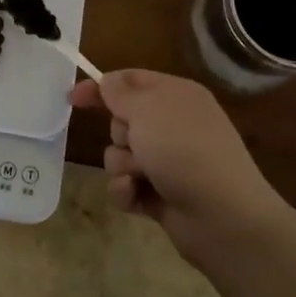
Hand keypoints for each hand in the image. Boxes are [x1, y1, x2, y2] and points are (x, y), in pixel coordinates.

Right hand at [71, 69, 295, 275]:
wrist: (223, 215)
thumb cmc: (184, 150)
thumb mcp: (147, 108)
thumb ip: (120, 92)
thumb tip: (107, 82)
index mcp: (176, 96)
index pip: (131, 80)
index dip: (101, 87)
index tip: (72, 98)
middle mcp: (173, 125)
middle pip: (121, 120)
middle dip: (119, 134)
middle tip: (136, 143)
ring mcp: (168, 161)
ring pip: (119, 155)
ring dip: (122, 166)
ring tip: (141, 177)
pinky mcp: (161, 193)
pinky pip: (125, 185)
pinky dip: (127, 191)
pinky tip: (138, 197)